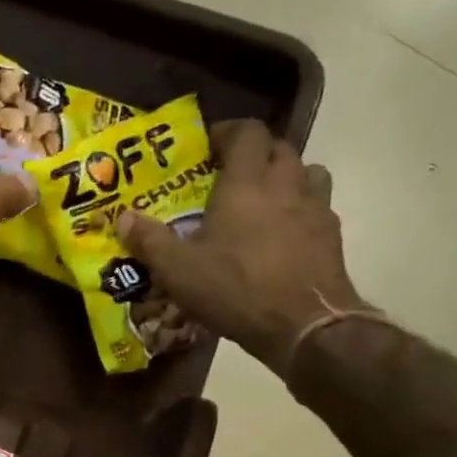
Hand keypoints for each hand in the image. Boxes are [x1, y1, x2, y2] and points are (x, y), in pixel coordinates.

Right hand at [115, 119, 365, 368]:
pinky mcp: (332, 235)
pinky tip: (285, 234)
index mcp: (246, 183)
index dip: (228, 132)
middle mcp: (286, 184)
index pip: (247, 132)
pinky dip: (302, 209)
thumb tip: (123, 218)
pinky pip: (319, 206)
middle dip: (255, 153)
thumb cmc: (235, 288)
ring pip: (307, 172)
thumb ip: (150, 241)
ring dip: (286, 176)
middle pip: (279, 147)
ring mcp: (316, 208)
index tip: (208, 147)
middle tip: (232, 175)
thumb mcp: (178, 270)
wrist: (303, 324)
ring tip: (265, 199)